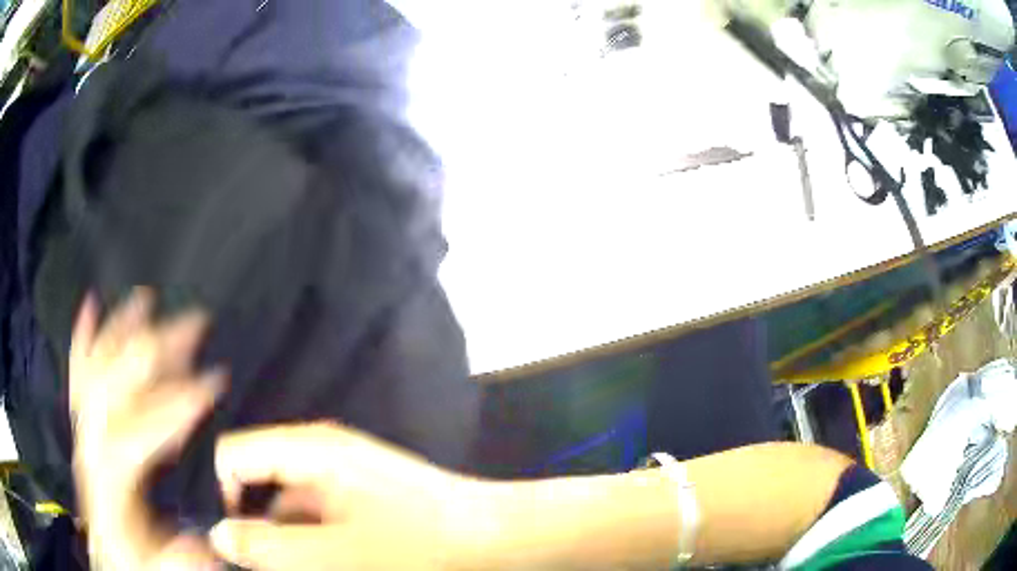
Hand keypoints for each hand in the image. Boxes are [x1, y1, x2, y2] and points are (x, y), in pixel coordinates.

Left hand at [70, 289, 225, 569]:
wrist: (109, 547)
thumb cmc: (134, 554)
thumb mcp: (158, 566)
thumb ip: (176, 559)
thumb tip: (203, 543)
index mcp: (108, 480)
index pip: (134, 433)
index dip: (172, 407)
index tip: (212, 383)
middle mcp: (90, 443)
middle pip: (114, 384)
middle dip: (156, 349)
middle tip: (195, 324)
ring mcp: (83, 426)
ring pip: (96, 367)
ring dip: (121, 330)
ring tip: (146, 299)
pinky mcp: (83, 420)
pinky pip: (78, 371)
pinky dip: (82, 337)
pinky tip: (89, 307)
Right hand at [209, 423, 483, 570]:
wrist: (496, 540)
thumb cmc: (422, 547)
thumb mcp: (338, 555)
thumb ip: (270, 547)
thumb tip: (217, 535)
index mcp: (310, 451)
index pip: (233, 454)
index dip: (215, 491)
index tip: (214, 536)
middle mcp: (319, 456)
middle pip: (256, 483)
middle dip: (247, 523)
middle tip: (246, 560)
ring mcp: (338, 481)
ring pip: (283, 509)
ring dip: (278, 540)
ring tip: (297, 561)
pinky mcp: (354, 504)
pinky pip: (311, 521)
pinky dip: (305, 543)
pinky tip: (314, 560)